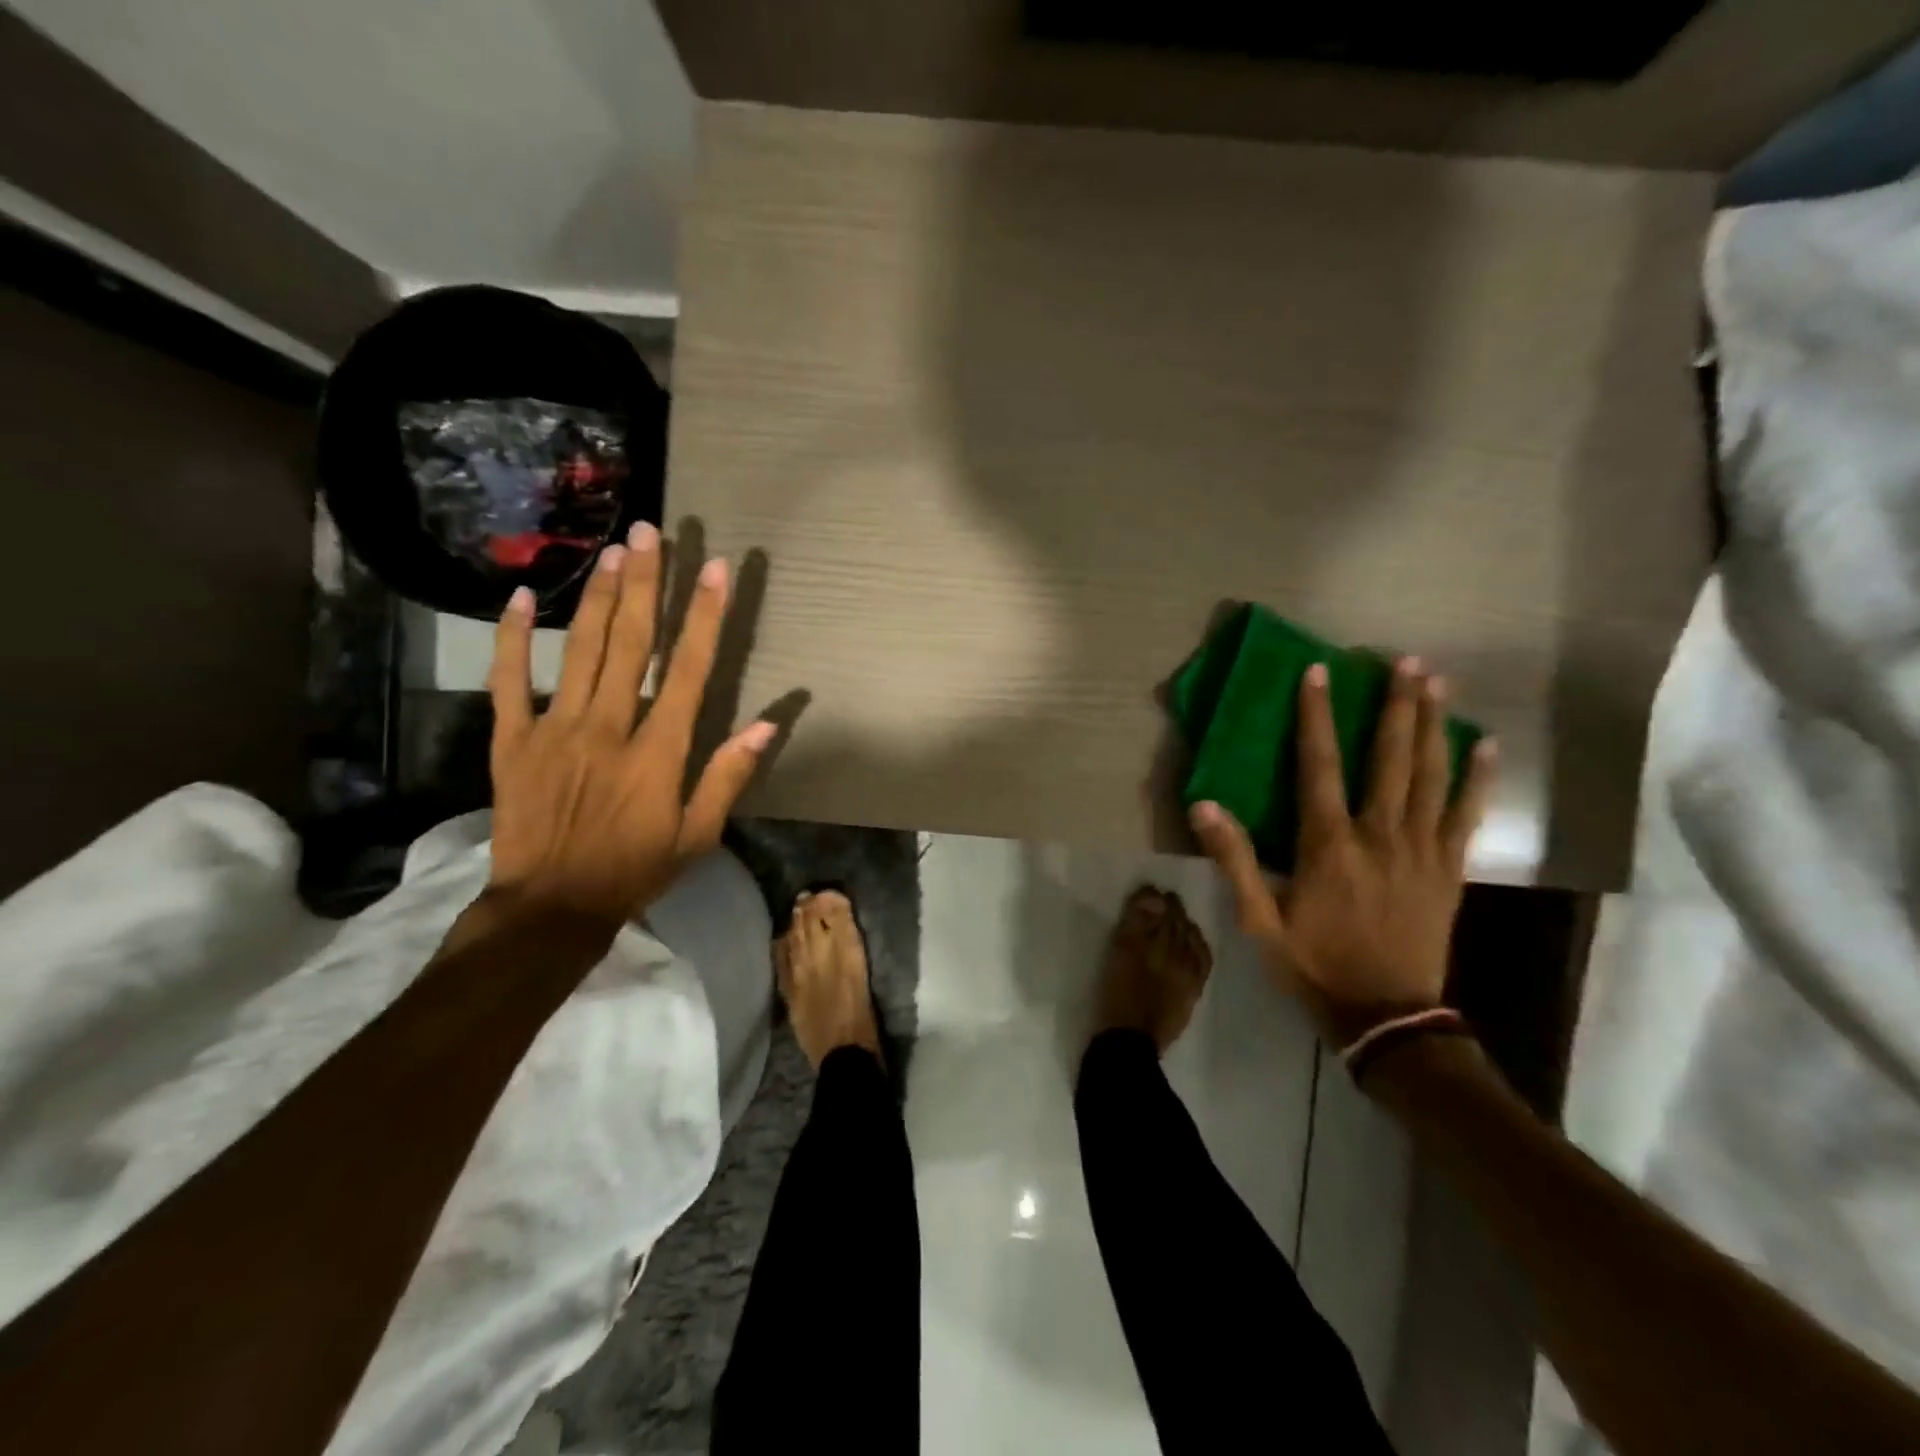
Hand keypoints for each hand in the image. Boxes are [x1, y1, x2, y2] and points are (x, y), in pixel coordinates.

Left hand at [484, 522, 776, 932]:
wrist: (550, 907)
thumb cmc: (634, 870)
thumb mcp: (698, 835)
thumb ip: (728, 776)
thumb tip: (767, 724)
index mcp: (658, 751)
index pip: (688, 670)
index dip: (704, 616)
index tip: (715, 571)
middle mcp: (609, 727)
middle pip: (631, 643)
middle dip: (645, 584)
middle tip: (652, 533)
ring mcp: (556, 729)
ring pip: (580, 650)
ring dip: (597, 596)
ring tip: (612, 551)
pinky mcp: (513, 741)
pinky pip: (510, 682)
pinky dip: (512, 639)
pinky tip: (519, 598)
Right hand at [1189, 658, 1494, 1047]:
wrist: (1387, 1016)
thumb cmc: (1315, 964)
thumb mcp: (1259, 920)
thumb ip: (1236, 860)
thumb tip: (1204, 805)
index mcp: (1329, 845)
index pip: (1319, 766)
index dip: (1316, 717)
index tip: (1319, 672)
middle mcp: (1380, 836)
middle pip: (1391, 760)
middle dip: (1396, 707)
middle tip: (1406, 662)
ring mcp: (1422, 851)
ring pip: (1432, 777)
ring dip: (1434, 727)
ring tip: (1439, 684)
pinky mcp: (1450, 870)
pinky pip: (1467, 815)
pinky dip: (1477, 779)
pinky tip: (1485, 746)